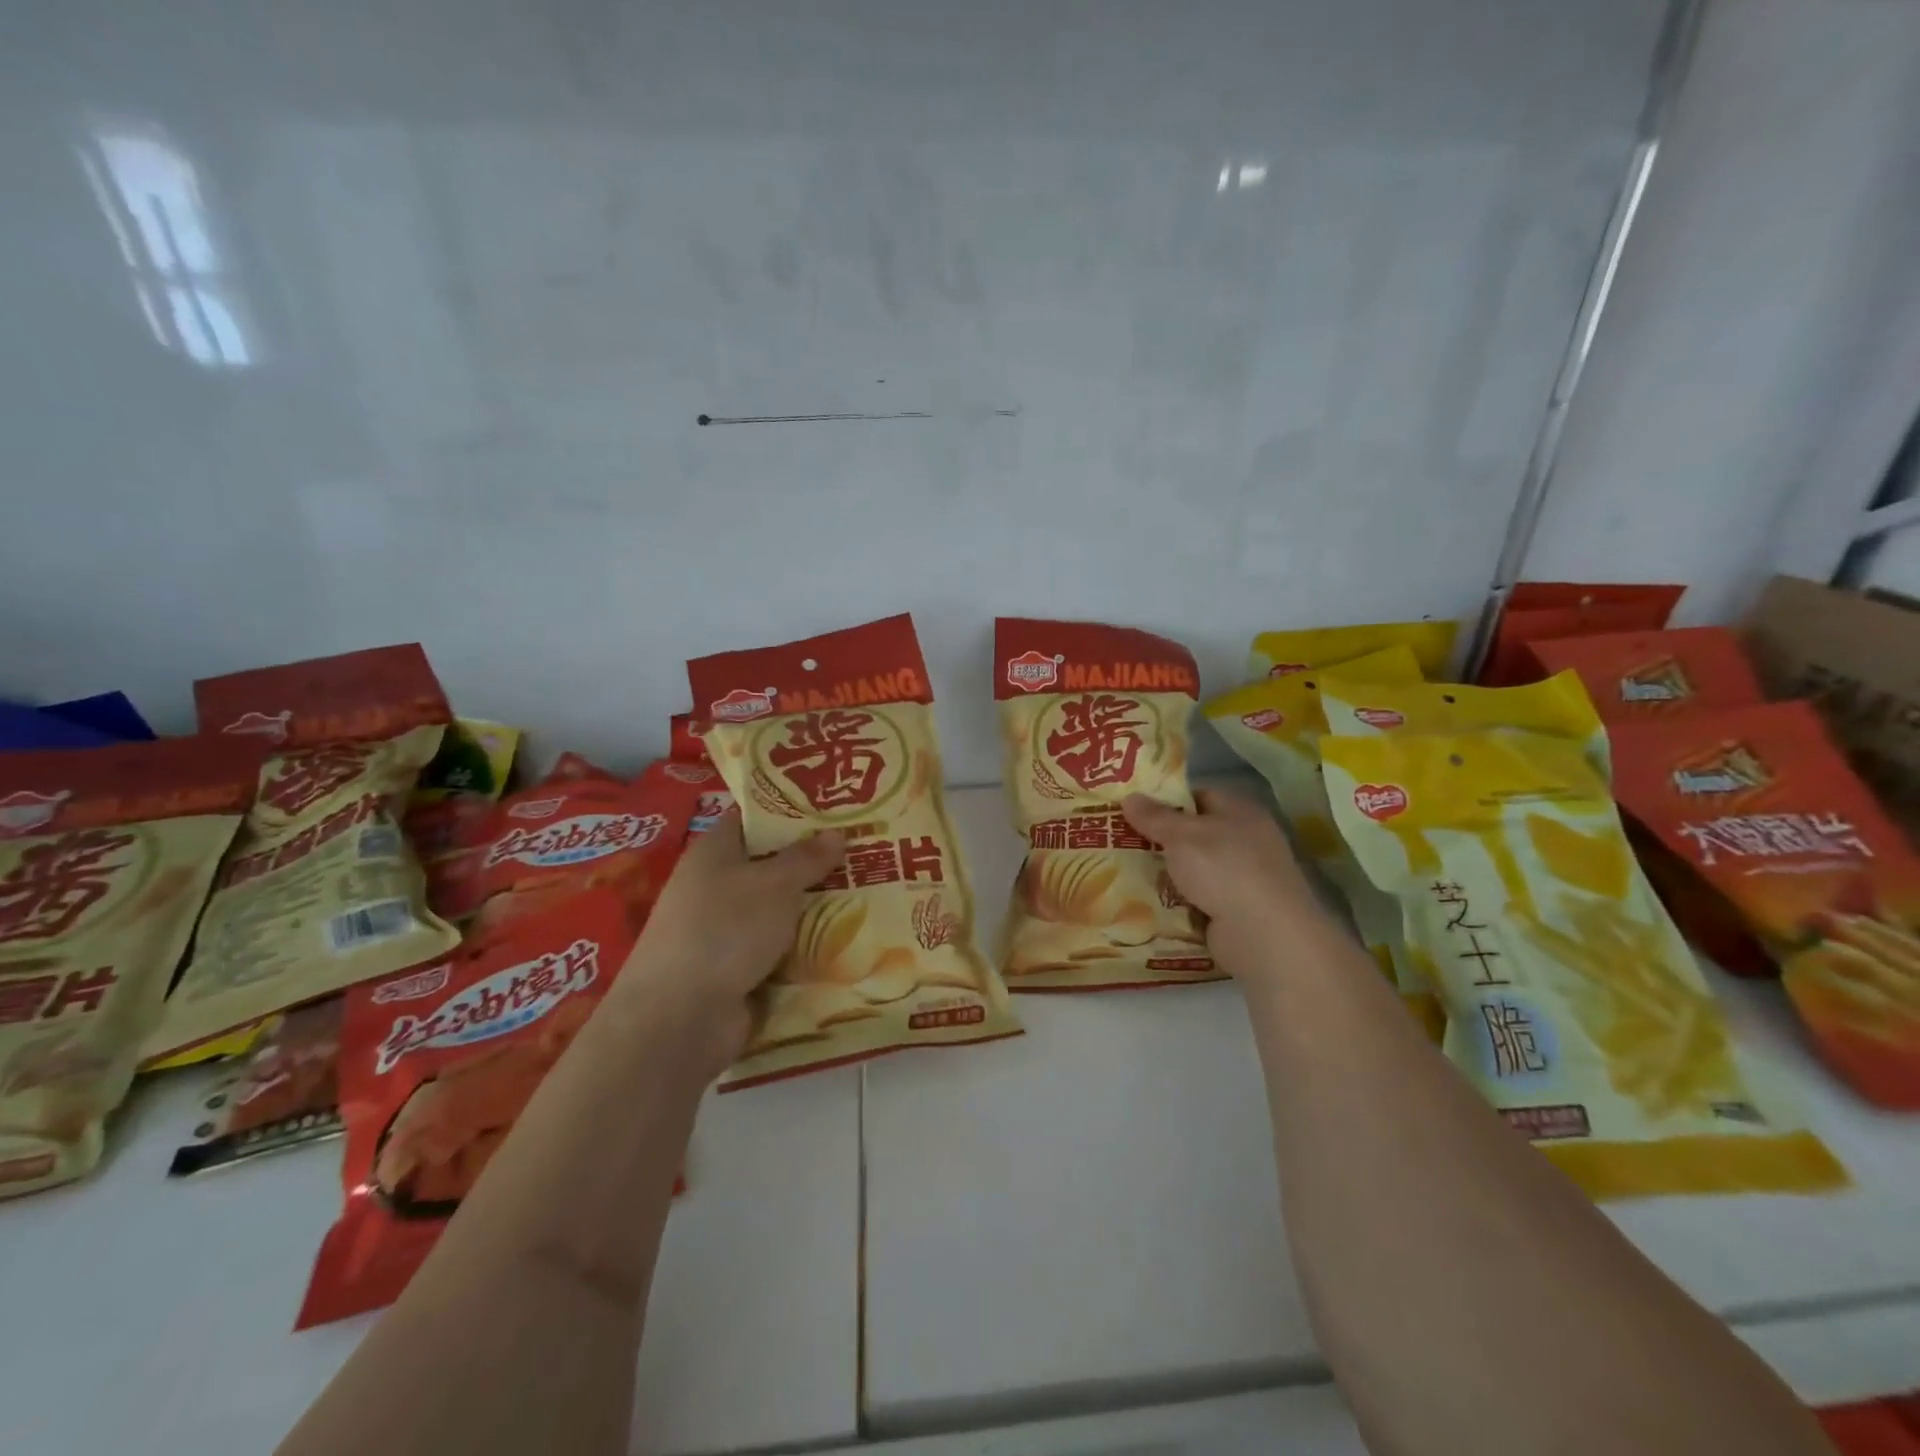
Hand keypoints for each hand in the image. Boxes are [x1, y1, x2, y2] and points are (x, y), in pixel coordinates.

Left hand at [611, 808, 843, 1076]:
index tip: (833, 807)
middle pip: (771, 866)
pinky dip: (807, 947)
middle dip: (814, 862)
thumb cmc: (725, 929)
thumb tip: (835, 833)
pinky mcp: (737, 971)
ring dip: (815, 908)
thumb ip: (806, 858)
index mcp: (714, 853)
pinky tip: (848, 940)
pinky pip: (780, 950)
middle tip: (864, 851)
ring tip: (868, 894)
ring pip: (780, 911)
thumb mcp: (774, 884)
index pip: (752, 819)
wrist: (682, 1018)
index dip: (789, 810)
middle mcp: (716, 887)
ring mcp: (725, 932)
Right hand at [1123, 789, 1329, 979]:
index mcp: (1240, 812)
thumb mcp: (1182, 836)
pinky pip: (1196, 901)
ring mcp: (1242, 879)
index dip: (1166, 801)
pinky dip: (1175, 903)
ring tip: (1121, 874)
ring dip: (1164, 875)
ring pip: (1192, 870)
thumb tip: (1129, 796)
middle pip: (1193, 835)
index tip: (1132, 810)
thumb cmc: (1225, 870)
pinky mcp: (1235, 912)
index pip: (1199, 797)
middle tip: (1118, 842)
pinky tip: (1144, 905)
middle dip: (1159, 841)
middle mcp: (1245, 842)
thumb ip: (1154, 817)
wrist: (1264, 936)